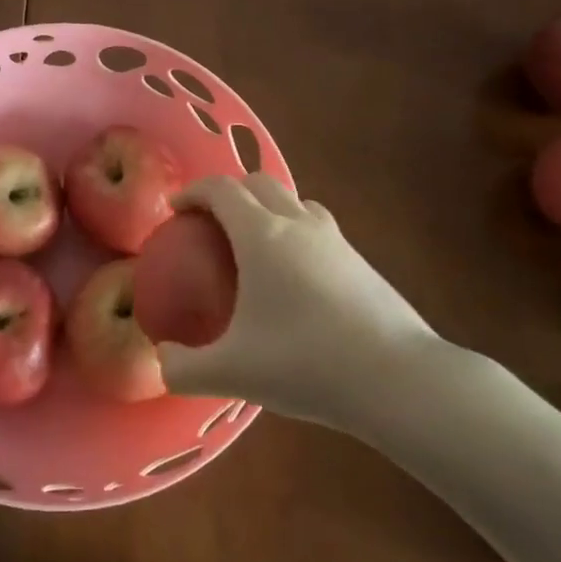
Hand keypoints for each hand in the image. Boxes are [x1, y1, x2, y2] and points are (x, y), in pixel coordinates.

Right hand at [155, 174, 444, 430]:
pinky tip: (295, 278)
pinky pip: (317, 227)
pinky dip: (295, 232)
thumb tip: (161, 362)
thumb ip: (184, 369)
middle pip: (258, 182)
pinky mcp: (360, 260)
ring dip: (267, 207)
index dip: (193, 192)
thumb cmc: (306, 363)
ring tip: (254, 243)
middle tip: (209, 223)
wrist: (399, 379)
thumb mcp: (233, 373)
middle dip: (228, 192)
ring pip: (294, 201)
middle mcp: (297, 223)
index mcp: (261, 234)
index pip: (221, 189)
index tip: (176, 210)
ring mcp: (335, 239)